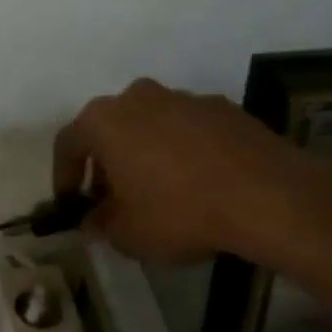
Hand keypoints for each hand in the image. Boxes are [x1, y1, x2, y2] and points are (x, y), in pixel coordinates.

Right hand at [52, 78, 331, 267]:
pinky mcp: (224, 108)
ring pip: (149, 126)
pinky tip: (195, 185)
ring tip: (156, 193)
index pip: (67, 144)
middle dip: (105, 164)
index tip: (71, 203)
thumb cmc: (178, 212)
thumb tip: (93, 220)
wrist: (268, 196)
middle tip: (111, 199)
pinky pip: (186, 130)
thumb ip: (100, 223)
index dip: (63, 176)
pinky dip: (180, 152)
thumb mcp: (126, 233)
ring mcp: (185, 98)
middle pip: (109, 129)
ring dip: (143, 155)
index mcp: (104, 121)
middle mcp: (139, 98)